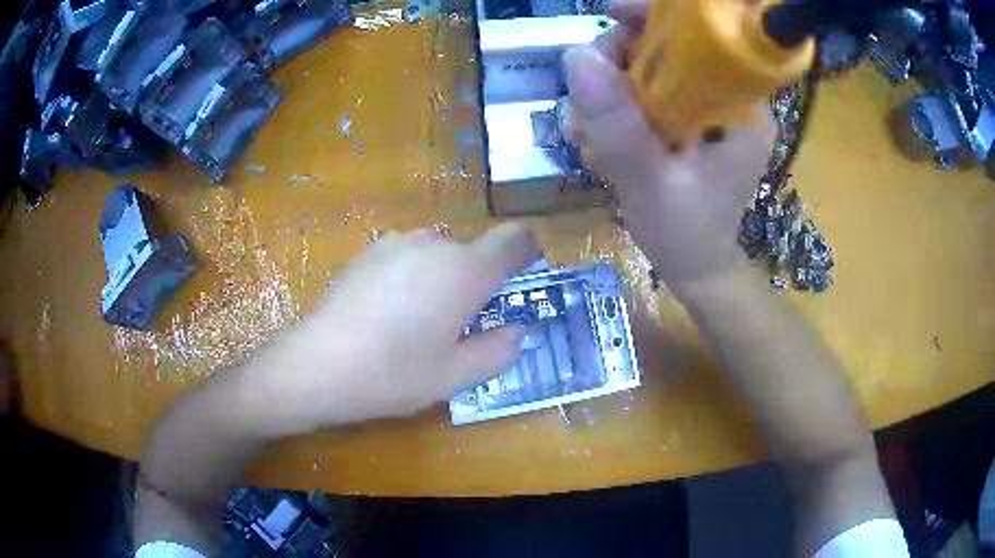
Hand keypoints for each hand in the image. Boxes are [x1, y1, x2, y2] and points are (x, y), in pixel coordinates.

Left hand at [245, 223, 539, 434]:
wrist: (317, 364)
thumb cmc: (392, 374)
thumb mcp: (455, 376)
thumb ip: (499, 351)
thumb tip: (518, 331)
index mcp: (464, 271)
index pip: (514, 240)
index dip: (529, 252)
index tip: (526, 275)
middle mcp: (434, 244)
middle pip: (474, 251)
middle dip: (479, 281)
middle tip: (465, 324)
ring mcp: (396, 243)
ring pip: (441, 254)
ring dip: (445, 279)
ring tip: (423, 321)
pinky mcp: (369, 251)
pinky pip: (410, 256)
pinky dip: (416, 276)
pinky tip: (390, 313)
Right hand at [562, 0, 774, 296]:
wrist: (697, 267)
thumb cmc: (686, 235)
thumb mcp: (651, 183)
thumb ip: (618, 125)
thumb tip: (576, 56)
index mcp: (743, 108)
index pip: (704, 38)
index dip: (656, 18)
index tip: (610, 16)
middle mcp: (732, 99)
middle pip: (671, 47)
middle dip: (620, 62)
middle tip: (587, 99)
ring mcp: (710, 108)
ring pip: (652, 69)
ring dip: (610, 90)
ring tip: (587, 132)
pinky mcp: (692, 119)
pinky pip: (649, 92)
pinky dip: (617, 107)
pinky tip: (599, 137)